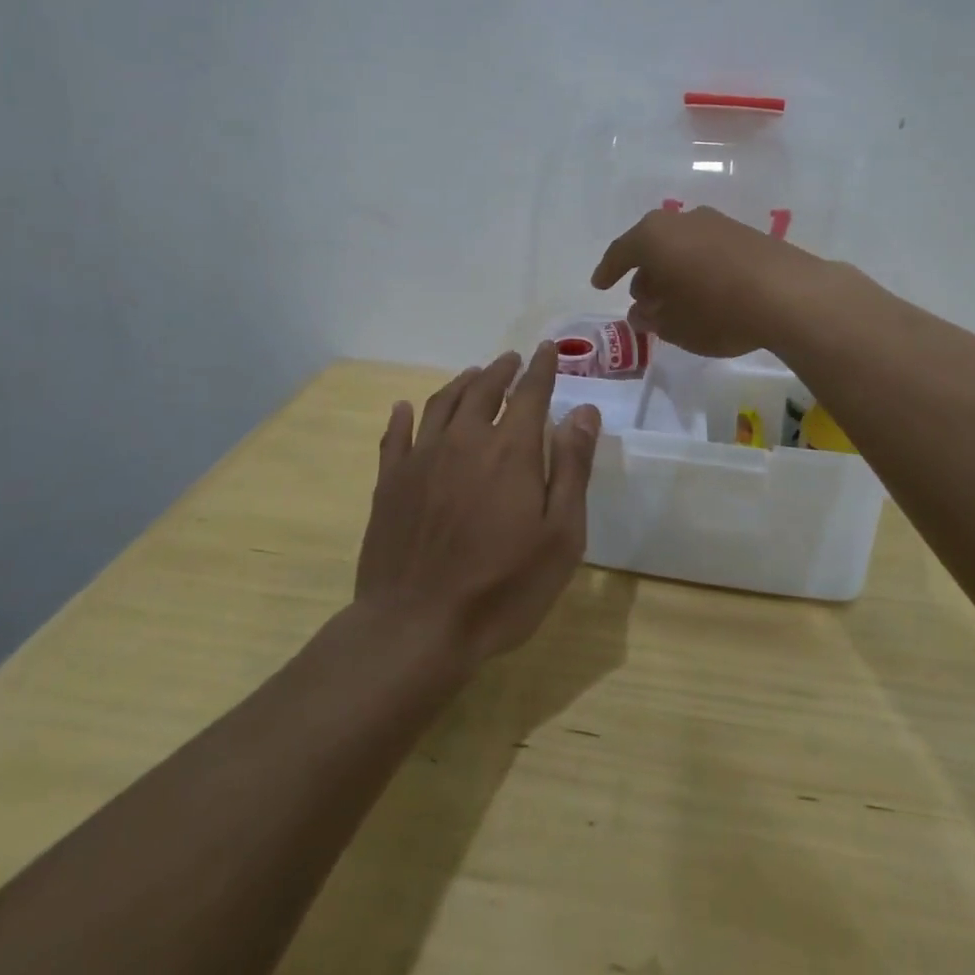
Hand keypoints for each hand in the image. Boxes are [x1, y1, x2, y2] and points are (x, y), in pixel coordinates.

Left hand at [354, 344, 600, 665]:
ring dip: (462, 383)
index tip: (548, 349)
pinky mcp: (390, 482)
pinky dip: (404, 416)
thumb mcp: (560, 535)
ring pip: (443, 403)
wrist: (417, 626)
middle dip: (502, 370)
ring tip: (474, 374)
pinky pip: (397, 435)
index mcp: (511, 449)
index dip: (543, 368)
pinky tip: (405, 407)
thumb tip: (584, 412)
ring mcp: (423, 458)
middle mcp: (466, 439)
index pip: (531, 392)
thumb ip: (572, 467)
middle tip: (512, 359)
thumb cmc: (503, 587)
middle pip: (485, 389)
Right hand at [591, 205, 823, 358]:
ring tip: (675, 300)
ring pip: (682, 246)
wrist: (789, 295)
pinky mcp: (746, 234)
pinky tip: (706, 292)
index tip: (599, 285)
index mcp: (654, 236)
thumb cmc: (717, 311)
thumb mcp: (674, 325)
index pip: (621, 252)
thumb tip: (641, 311)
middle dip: (644, 273)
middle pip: (653, 245)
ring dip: (673, 271)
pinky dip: (699, 268)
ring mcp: (717, 223)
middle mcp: (683, 220)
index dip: (608, 271)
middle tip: (642, 299)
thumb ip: (651, 317)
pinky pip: (708, 249)